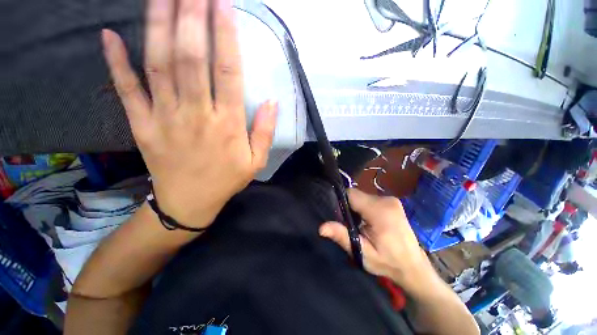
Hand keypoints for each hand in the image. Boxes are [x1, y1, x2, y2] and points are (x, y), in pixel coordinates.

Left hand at [101, 0, 277, 227]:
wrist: (190, 202)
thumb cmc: (227, 180)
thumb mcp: (256, 161)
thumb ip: (265, 132)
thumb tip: (272, 102)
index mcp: (227, 124)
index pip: (228, 72)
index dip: (226, 36)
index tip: (224, 4)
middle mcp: (196, 114)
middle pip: (191, 58)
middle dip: (192, 16)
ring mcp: (165, 118)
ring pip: (159, 64)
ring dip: (159, 25)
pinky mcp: (142, 126)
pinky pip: (127, 90)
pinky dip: (116, 62)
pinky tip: (110, 35)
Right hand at [319, 189, 435, 292]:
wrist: (414, 267)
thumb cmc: (388, 262)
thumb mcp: (362, 252)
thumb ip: (342, 236)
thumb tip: (321, 227)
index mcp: (379, 211)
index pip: (351, 194)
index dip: (341, 202)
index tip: (340, 217)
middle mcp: (386, 200)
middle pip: (356, 195)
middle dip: (349, 207)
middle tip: (351, 225)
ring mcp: (391, 199)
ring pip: (362, 196)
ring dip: (357, 208)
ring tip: (361, 225)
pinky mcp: (393, 202)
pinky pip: (370, 199)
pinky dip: (365, 207)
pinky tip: (369, 222)